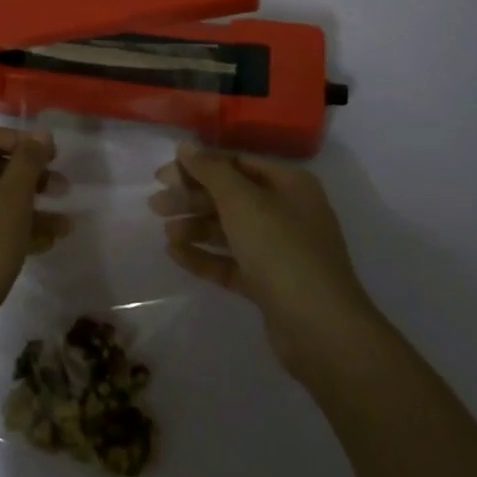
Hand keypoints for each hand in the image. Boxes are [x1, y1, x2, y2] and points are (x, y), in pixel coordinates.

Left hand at [0, 126, 68, 329]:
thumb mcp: (14, 197)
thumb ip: (29, 160)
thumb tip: (40, 133)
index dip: (23, 141)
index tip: (53, 156)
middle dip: (32, 178)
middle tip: (63, 188)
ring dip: (29, 206)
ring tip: (64, 224)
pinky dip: (12, 226)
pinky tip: (46, 242)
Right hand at [151, 144, 375, 378]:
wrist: (321, 329)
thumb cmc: (281, 250)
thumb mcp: (242, 201)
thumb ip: (211, 171)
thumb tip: (185, 146)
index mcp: (289, 185)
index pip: (236, 164)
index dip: (198, 167)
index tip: (163, 176)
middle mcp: (287, 212)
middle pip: (231, 197)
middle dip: (192, 199)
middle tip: (156, 205)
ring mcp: (280, 251)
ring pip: (229, 230)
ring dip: (196, 227)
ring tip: (166, 233)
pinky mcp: (271, 284)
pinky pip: (232, 262)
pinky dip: (206, 256)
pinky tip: (176, 255)